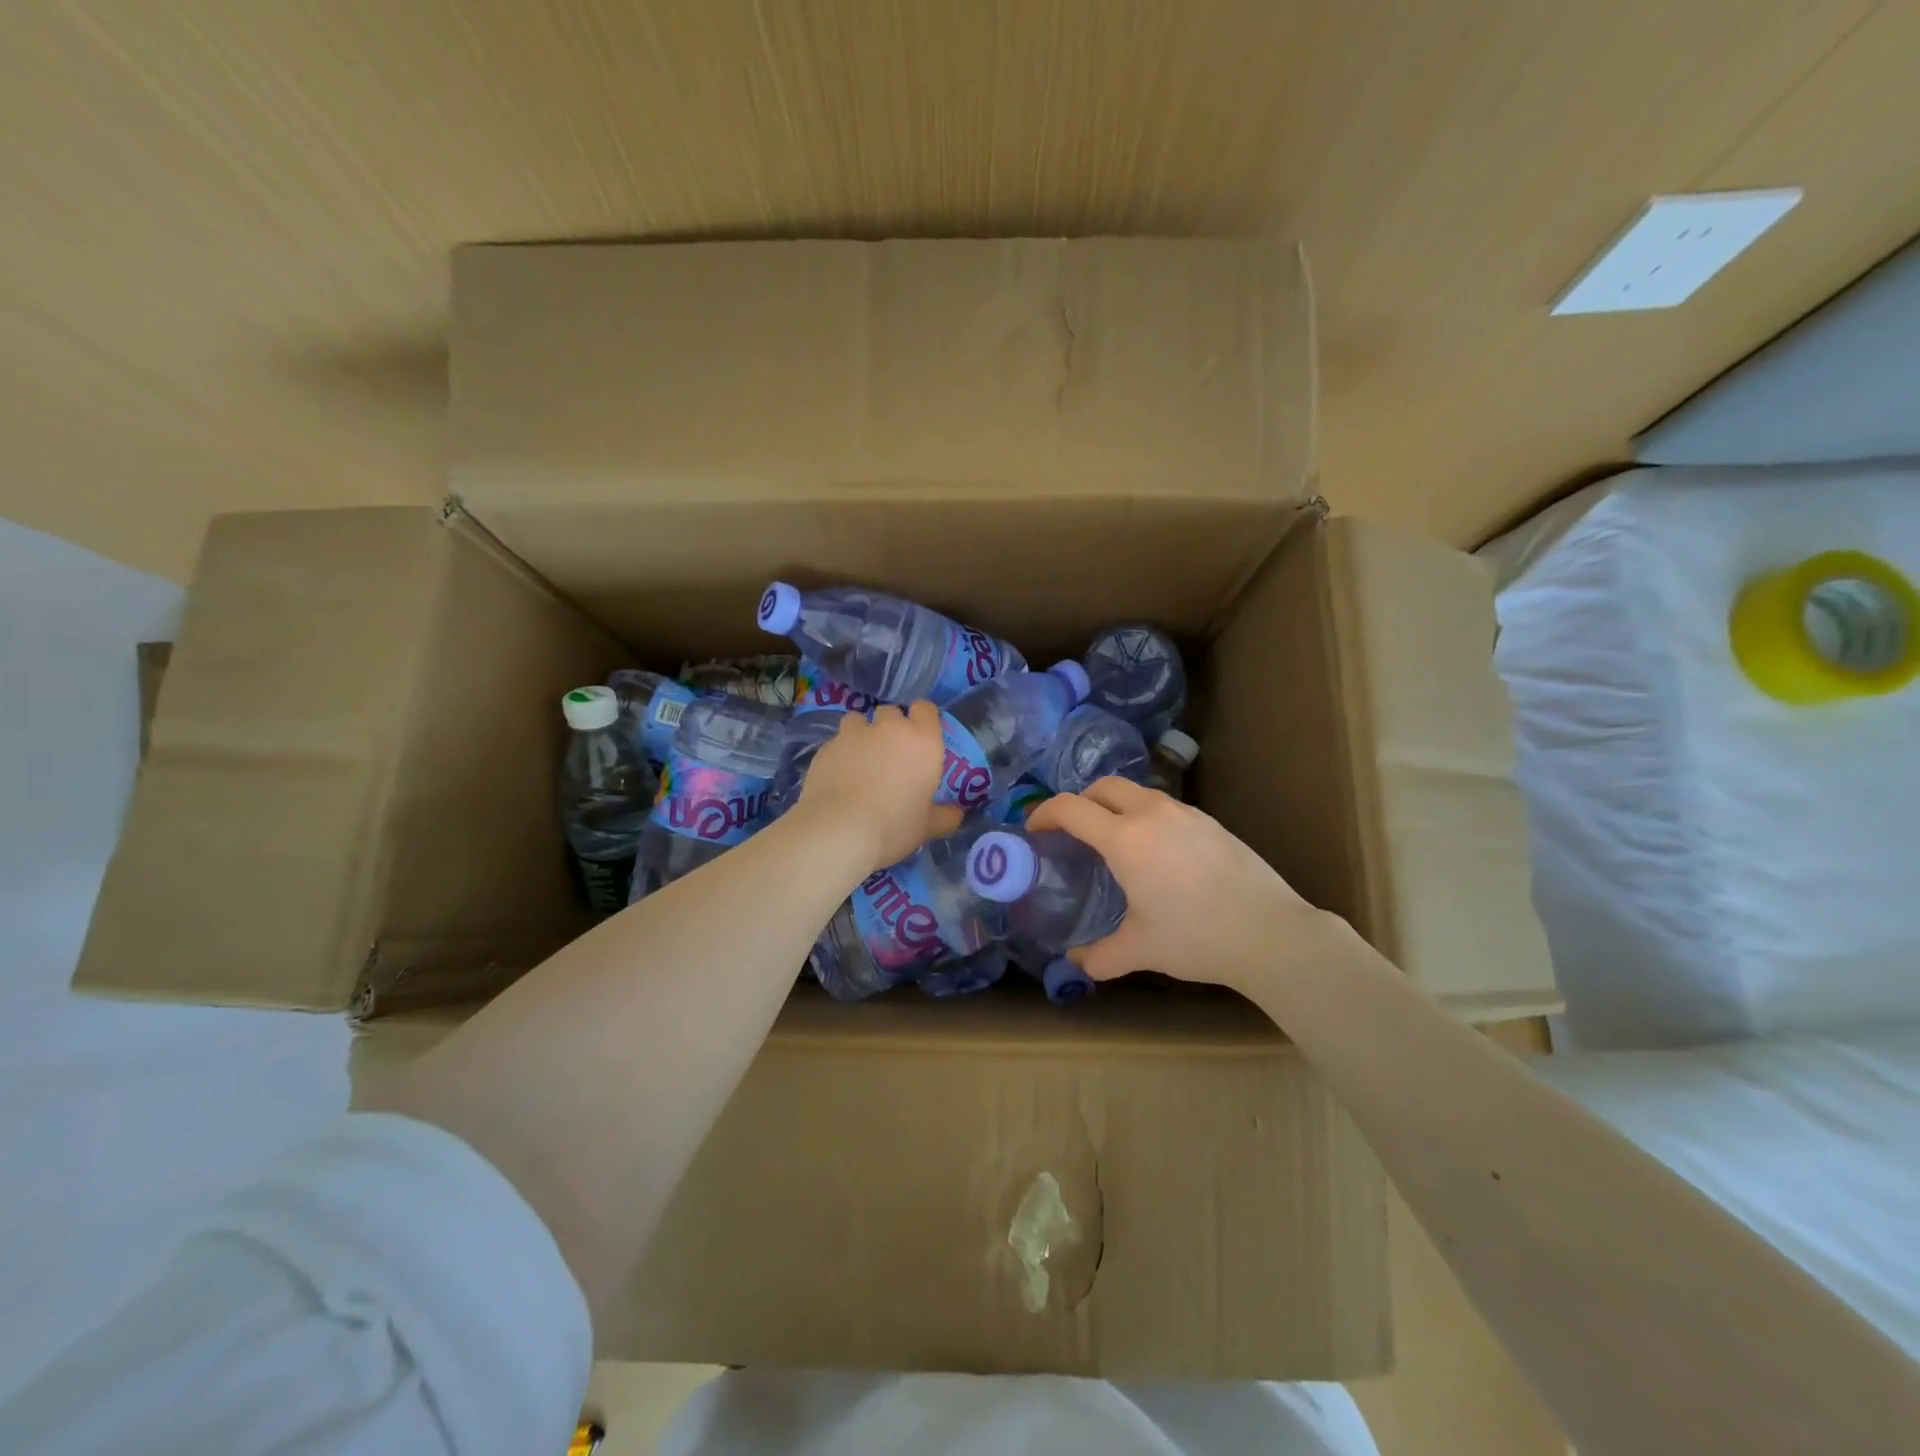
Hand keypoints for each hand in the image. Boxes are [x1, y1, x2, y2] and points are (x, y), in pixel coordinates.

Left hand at [795, 702, 964, 872]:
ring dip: (862, 734)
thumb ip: (943, 816)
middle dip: (891, 727)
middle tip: (891, 754)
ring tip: (860, 760)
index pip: (926, 709)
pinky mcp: (826, 747)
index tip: (921, 736)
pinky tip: (837, 777)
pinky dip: (839, 754)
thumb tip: (956, 815)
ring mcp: (854, 734)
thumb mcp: (926, 827)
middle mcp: (889, 728)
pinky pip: (836, 742)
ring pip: (858, 720)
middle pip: (891, 712)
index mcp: (922, 741)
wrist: (838, 831)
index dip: (923, 719)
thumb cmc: (894, 826)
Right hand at [1024, 777, 1335, 994]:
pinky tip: (1156, 852)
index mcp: (1125, 839)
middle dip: (1079, 802)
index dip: (1044, 813)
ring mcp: (1185, 813)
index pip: (1071, 808)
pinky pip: (1164, 806)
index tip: (1034, 829)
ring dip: (1115, 806)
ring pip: (1137, 792)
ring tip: (1113, 841)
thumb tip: (1076, 963)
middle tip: (1072, 831)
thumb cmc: (1196, 937)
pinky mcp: (1210, 822)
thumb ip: (1100, 956)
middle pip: (1103, 787)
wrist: (1271, 933)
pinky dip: (1145, 816)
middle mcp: (1151, 814)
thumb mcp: (1140, 950)